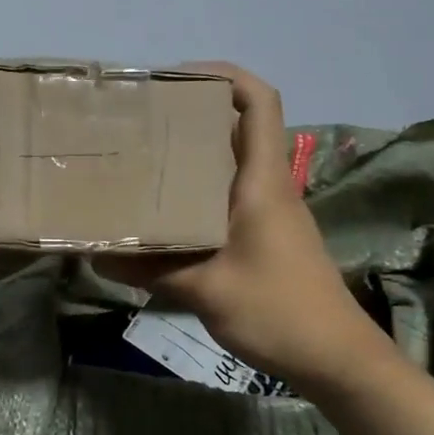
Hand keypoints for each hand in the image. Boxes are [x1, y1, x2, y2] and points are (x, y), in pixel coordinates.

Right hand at [97, 63, 378, 382]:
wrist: (336, 358)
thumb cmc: (279, 312)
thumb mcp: (206, 290)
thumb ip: (151, 270)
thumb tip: (97, 256)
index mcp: (262, 182)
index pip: (261, 103)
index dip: (226, 76)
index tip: (178, 77)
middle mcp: (267, 186)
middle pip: (237, 127)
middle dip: (193, 113)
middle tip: (141, 120)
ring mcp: (269, 211)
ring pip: (230, 163)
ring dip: (192, 154)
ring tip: (142, 158)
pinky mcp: (265, 235)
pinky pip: (227, 195)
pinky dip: (197, 190)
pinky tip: (164, 210)